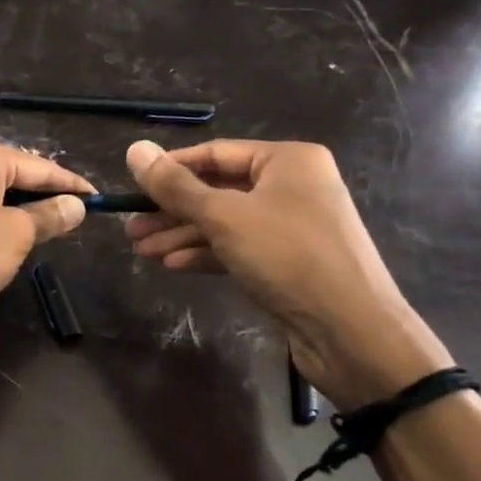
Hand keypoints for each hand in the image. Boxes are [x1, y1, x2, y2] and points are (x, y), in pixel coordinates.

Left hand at [0, 136, 90, 341]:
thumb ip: (49, 215)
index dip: (69, 184)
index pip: (36, 166)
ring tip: (41, 228)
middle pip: (8, 174)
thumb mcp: (17, 235)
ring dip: (13, 209)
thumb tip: (77, 205)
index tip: (97, 197)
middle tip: (72, 213)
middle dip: (39, 193)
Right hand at [123, 139, 451, 409]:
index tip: (132, 186)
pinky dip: (205, 253)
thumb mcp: (223, 216)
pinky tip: (171, 263)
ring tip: (140, 250)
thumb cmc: (288, 257)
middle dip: (172, 210)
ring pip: (224, 222)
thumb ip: (175, 186)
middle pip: (217, 190)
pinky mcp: (287, 261)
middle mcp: (292, 186)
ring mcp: (291, 226)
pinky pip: (237, 247)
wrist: (350, 331)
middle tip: (130, 227)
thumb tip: (134, 149)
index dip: (170, 169)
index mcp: (287, 161)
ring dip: (181, 234)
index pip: (215, 153)